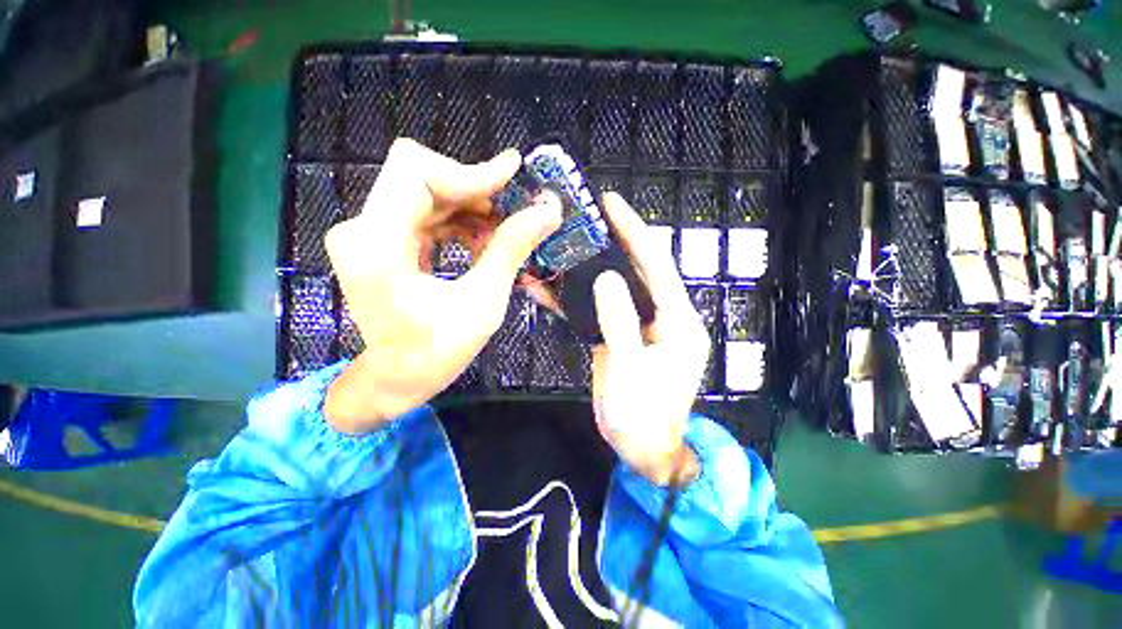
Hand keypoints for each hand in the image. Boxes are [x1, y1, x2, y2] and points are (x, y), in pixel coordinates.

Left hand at [323, 138, 561, 432]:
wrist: (399, 378)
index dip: (470, 170)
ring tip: (501, 234)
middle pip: (420, 175)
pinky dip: (458, 221)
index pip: (416, 173)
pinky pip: (425, 212)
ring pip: (426, 192)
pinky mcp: (380, 240)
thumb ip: (512, 250)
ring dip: (470, 207)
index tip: (514, 172)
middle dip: (473, 188)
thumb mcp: (483, 302)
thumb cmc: (439, 351)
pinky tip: (481, 243)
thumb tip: (548, 211)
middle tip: (513, 209)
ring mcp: (367, 233)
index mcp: (376, 245)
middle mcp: (361, 228)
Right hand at [526, 192, 710, 485]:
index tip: (612, 204)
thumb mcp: (633, 371)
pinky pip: (598, 309)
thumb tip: (606, 278)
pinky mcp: (617, 335)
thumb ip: (620, 323)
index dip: (635, 232)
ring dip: (591, 265)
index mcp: (677, 320)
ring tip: (566, 242)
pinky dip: (576, 298)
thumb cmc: (645, 417)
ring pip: (615, 286)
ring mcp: (636, 325)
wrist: (639, 448)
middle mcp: (660, 316)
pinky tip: (552, 286)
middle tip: (585, 216)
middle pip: (637, 269)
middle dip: (614, 240)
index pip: (658, 266)